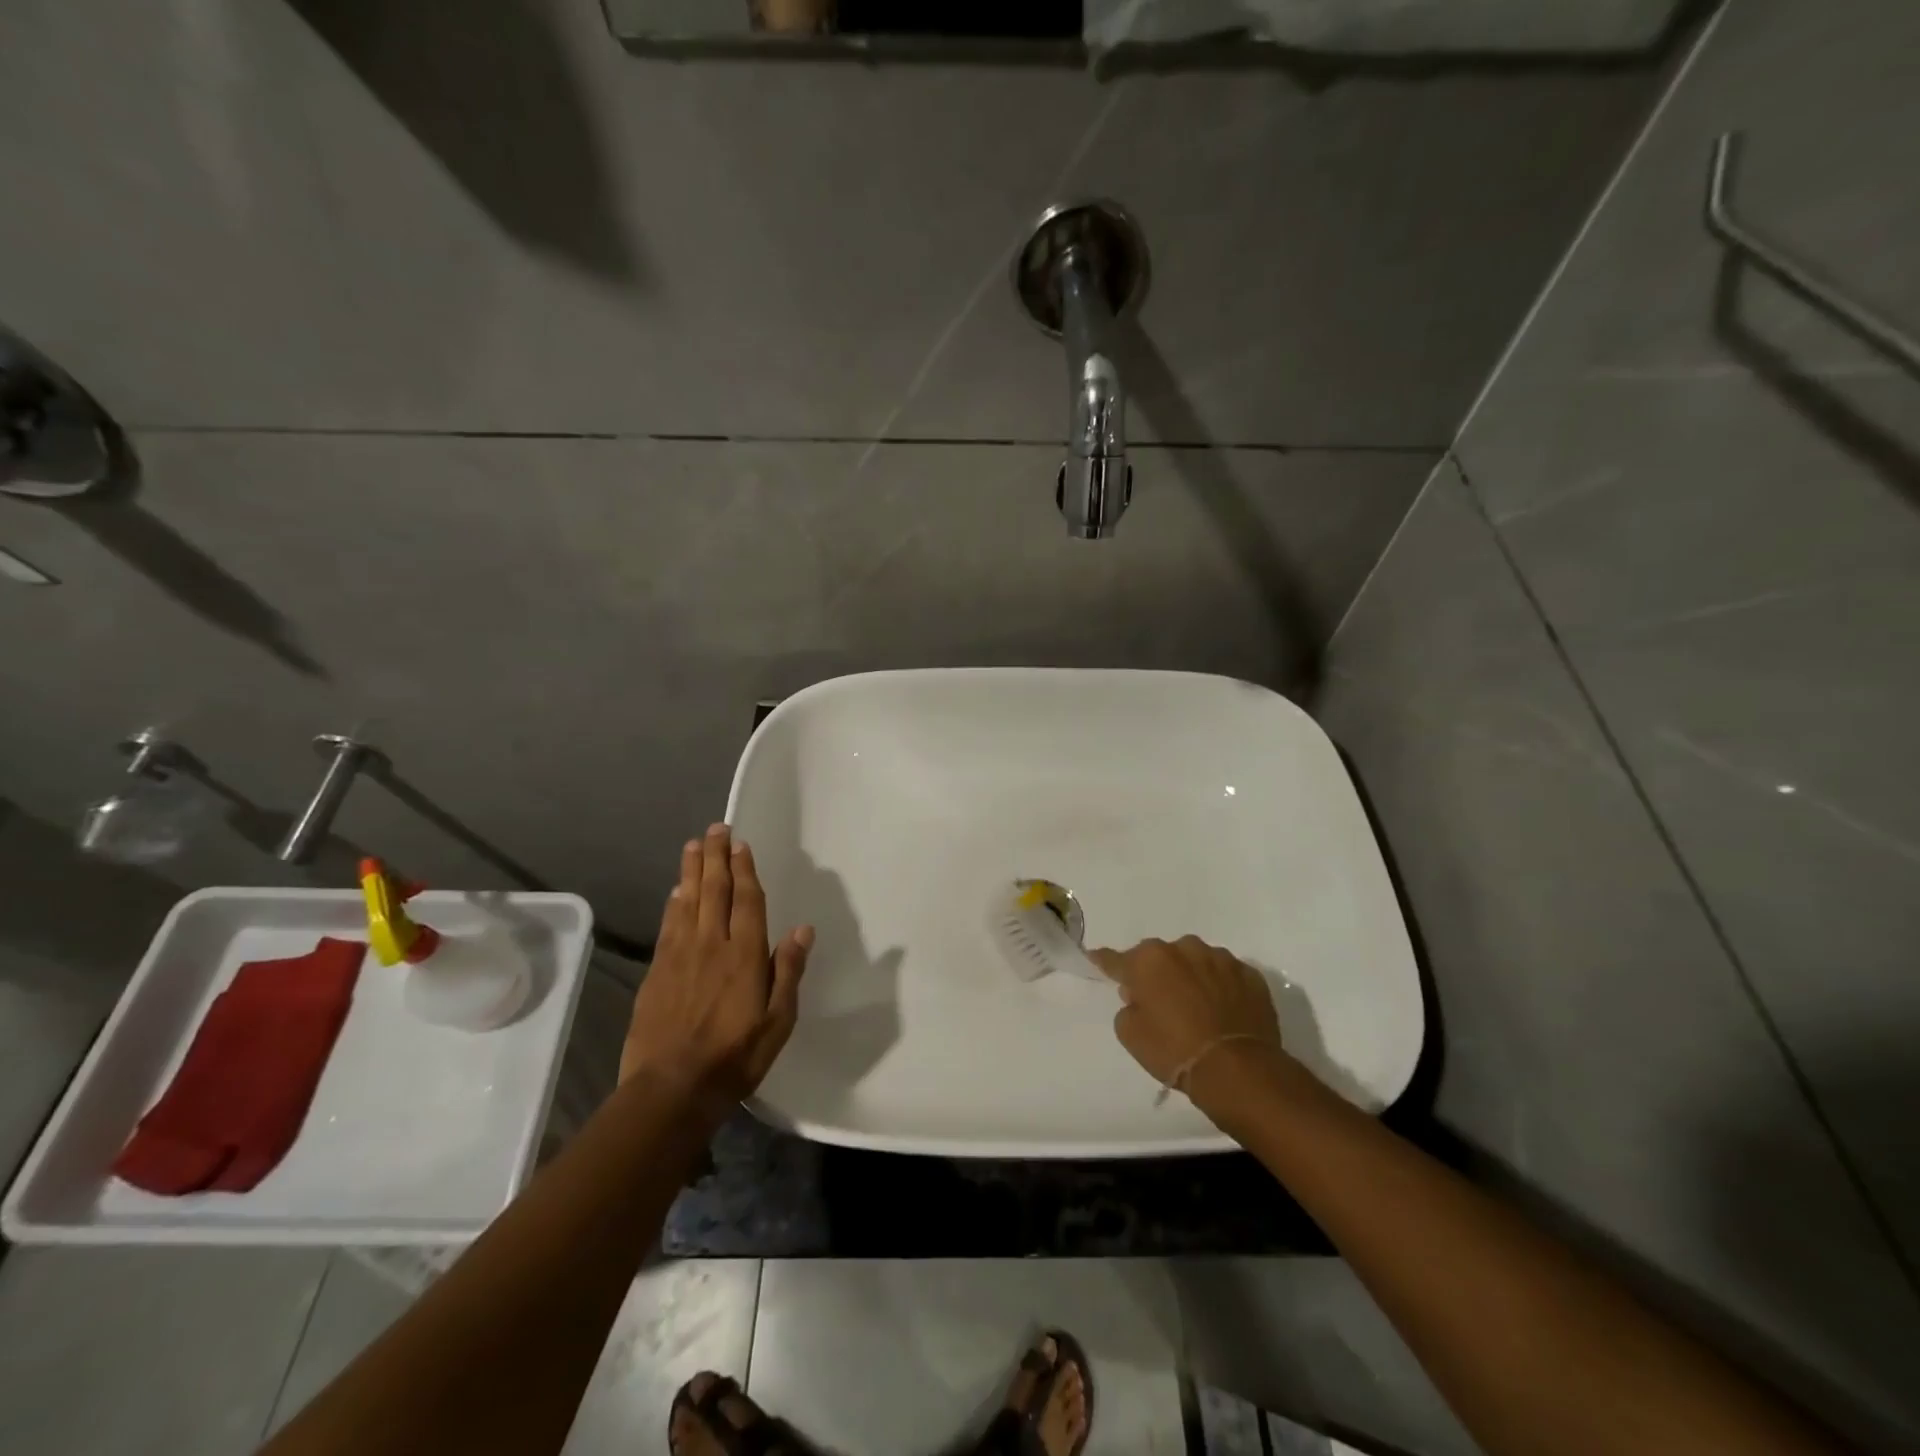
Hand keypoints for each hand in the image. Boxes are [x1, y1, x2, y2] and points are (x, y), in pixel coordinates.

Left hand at [621, 824, 813, 1115]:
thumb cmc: (735, 1057)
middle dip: (716, 857)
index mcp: (745, 955)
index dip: (744, 869)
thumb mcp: (778, 1021)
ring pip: (687, 901)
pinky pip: (668, 925)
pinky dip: (673, 903)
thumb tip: (802, 929)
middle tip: (715, 828)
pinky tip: (676, 891)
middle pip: (714, 890)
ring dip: (692, 870)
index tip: (740, 844)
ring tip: (693, 845)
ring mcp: (680, 955)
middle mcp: (711, 944)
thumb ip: (788, 971)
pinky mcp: (657, 971)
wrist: (671, 1088)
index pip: (746, 900)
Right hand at [1088, 936, 1288, 1116]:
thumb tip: (1138, 997)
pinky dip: (1220, 988)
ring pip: (1196, 962)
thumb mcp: (1131, 1035)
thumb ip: (1127, 1007)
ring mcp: (1220, 959)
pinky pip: (1226, 976)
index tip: (1096, 958)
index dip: (1105, 962)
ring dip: (1190, 977)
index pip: (1116, 959)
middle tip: (1158, 1001)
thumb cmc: (1174, 1051)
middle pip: (1160, 957)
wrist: (1238, 1070)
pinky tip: (1222, 1011)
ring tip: (1196, 1007)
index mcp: (1149, 960)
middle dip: (1156, 973)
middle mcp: (1184, 949)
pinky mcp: (1250, 974)